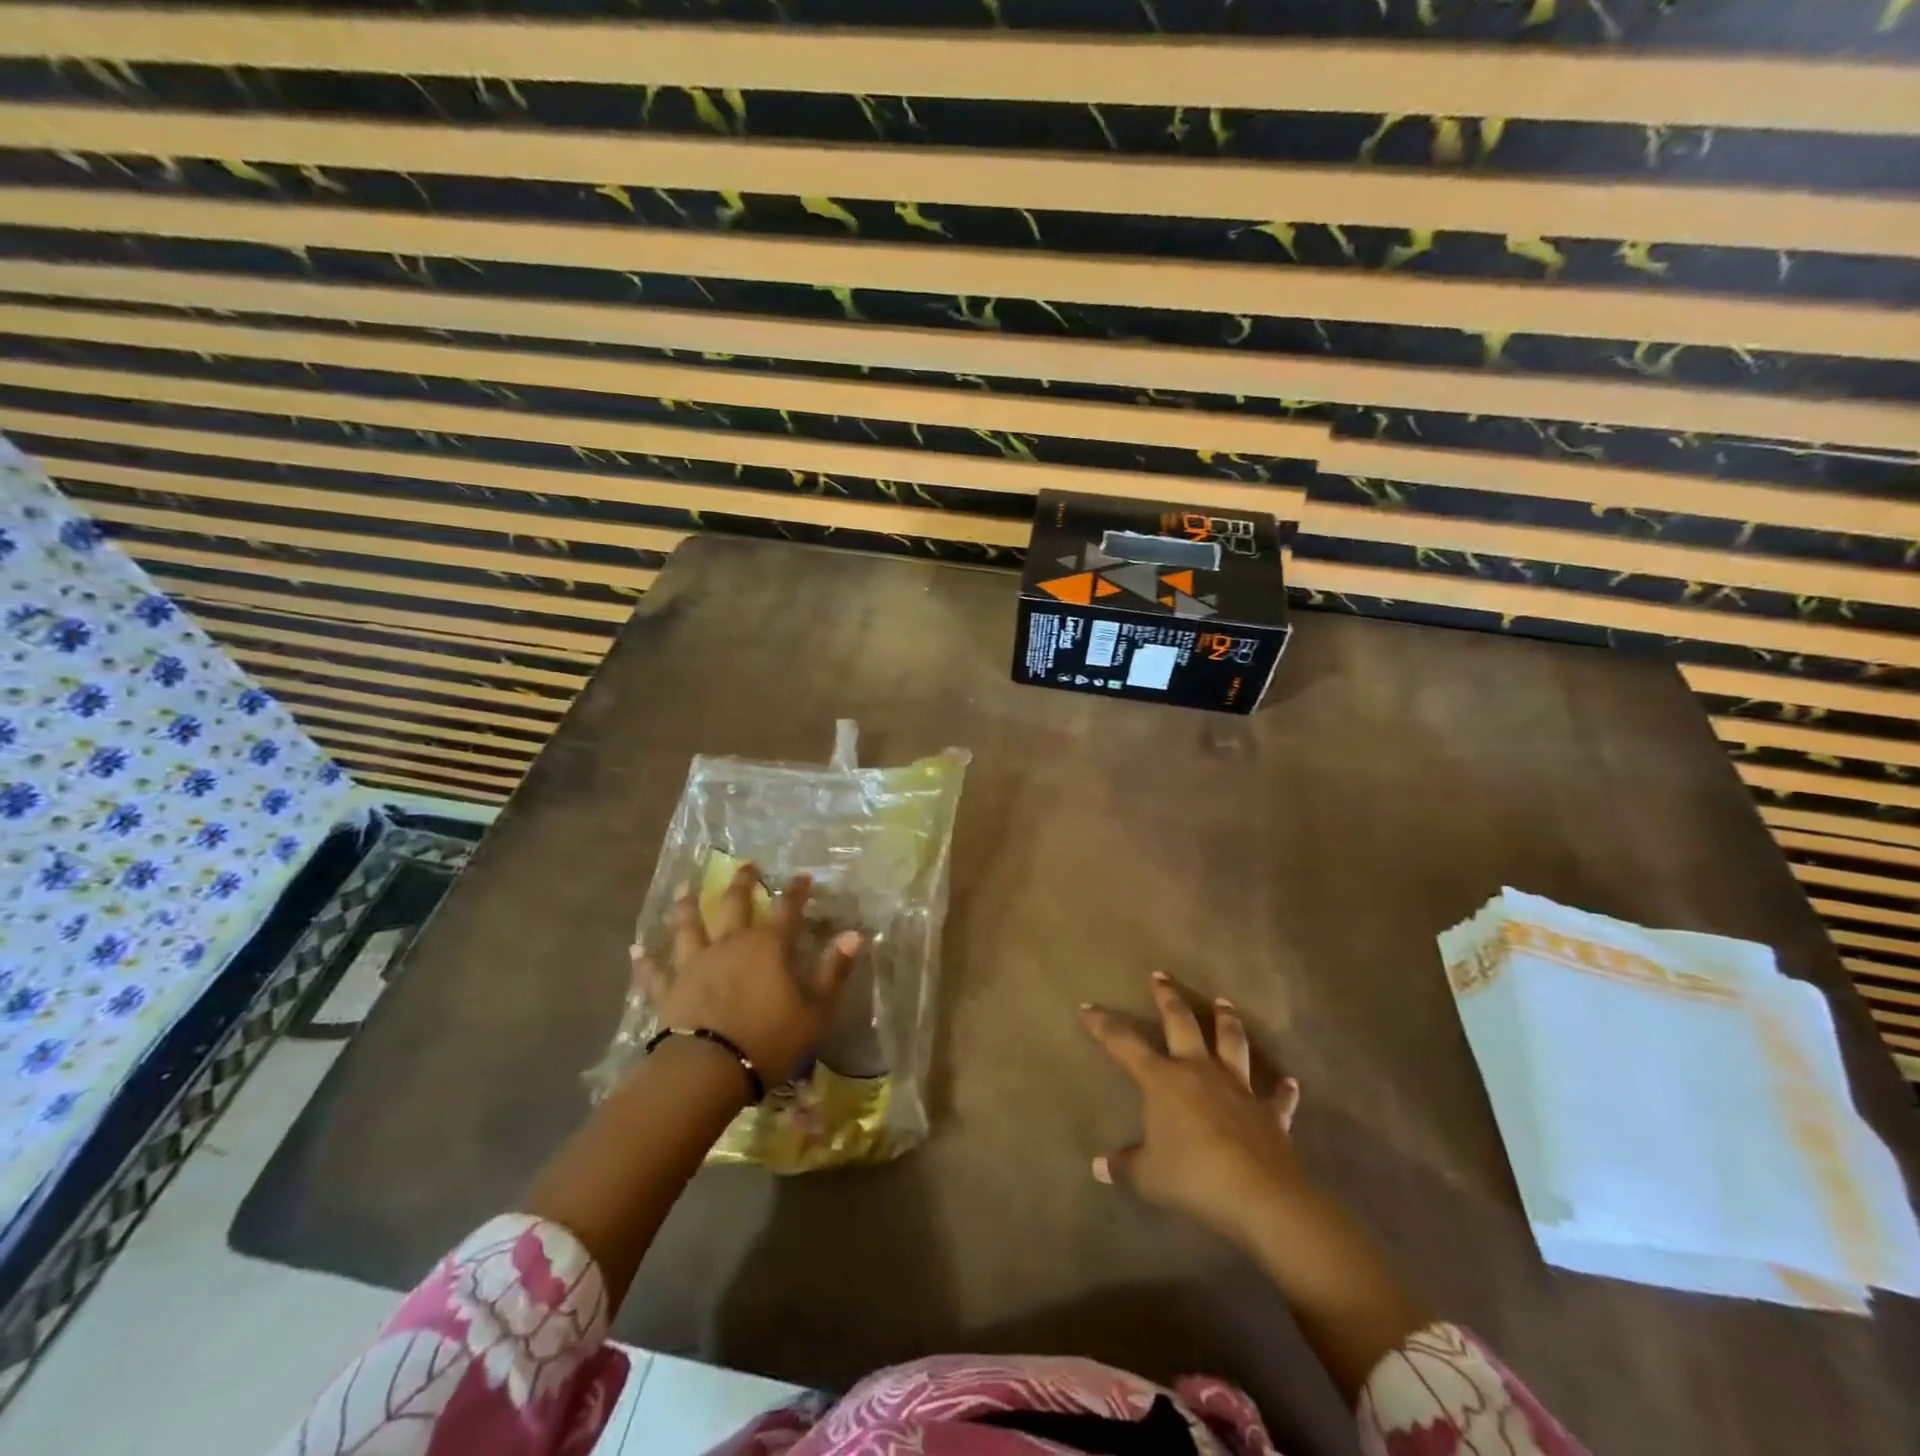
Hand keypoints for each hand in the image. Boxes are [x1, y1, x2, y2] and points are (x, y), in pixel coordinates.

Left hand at [640, 862, 859, 1086]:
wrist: (706, 1071)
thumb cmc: (768, 1040)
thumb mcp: (814, 1011)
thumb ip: (832, 971)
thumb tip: (854, 935)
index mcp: (767, 947)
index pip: (787, 910)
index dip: (796, 892)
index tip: (802, 876)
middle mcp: (729, 944)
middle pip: (735, 904)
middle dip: (743, 883)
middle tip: (746, 865)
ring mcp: (694, 964)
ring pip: (689, 927)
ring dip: (687, 906)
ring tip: (684, 887)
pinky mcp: (668, 990)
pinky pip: (655, 971)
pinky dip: (646, 960)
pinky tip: (636, 949)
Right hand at [1079, 972, 1307, 1249]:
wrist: (1259, 1195)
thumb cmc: (1192, 1177)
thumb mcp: (1148, 1176)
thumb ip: (1125, 1165)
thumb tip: (1100, 1166)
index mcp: (1163, 1079)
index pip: (1124, 1044)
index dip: (1103, 1025)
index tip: (1087, 1007)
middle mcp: (1199, 1071)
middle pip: (1182, 1023)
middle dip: (1168, 998)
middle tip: (1161, 976)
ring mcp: (1238, 1087)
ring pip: (1231, 1043)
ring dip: (1227, 1021)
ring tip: (1224, 1002)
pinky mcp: (1270, 1112)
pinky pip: (1276, 1096)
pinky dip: (1282, 1089)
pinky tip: (1289, 1082)